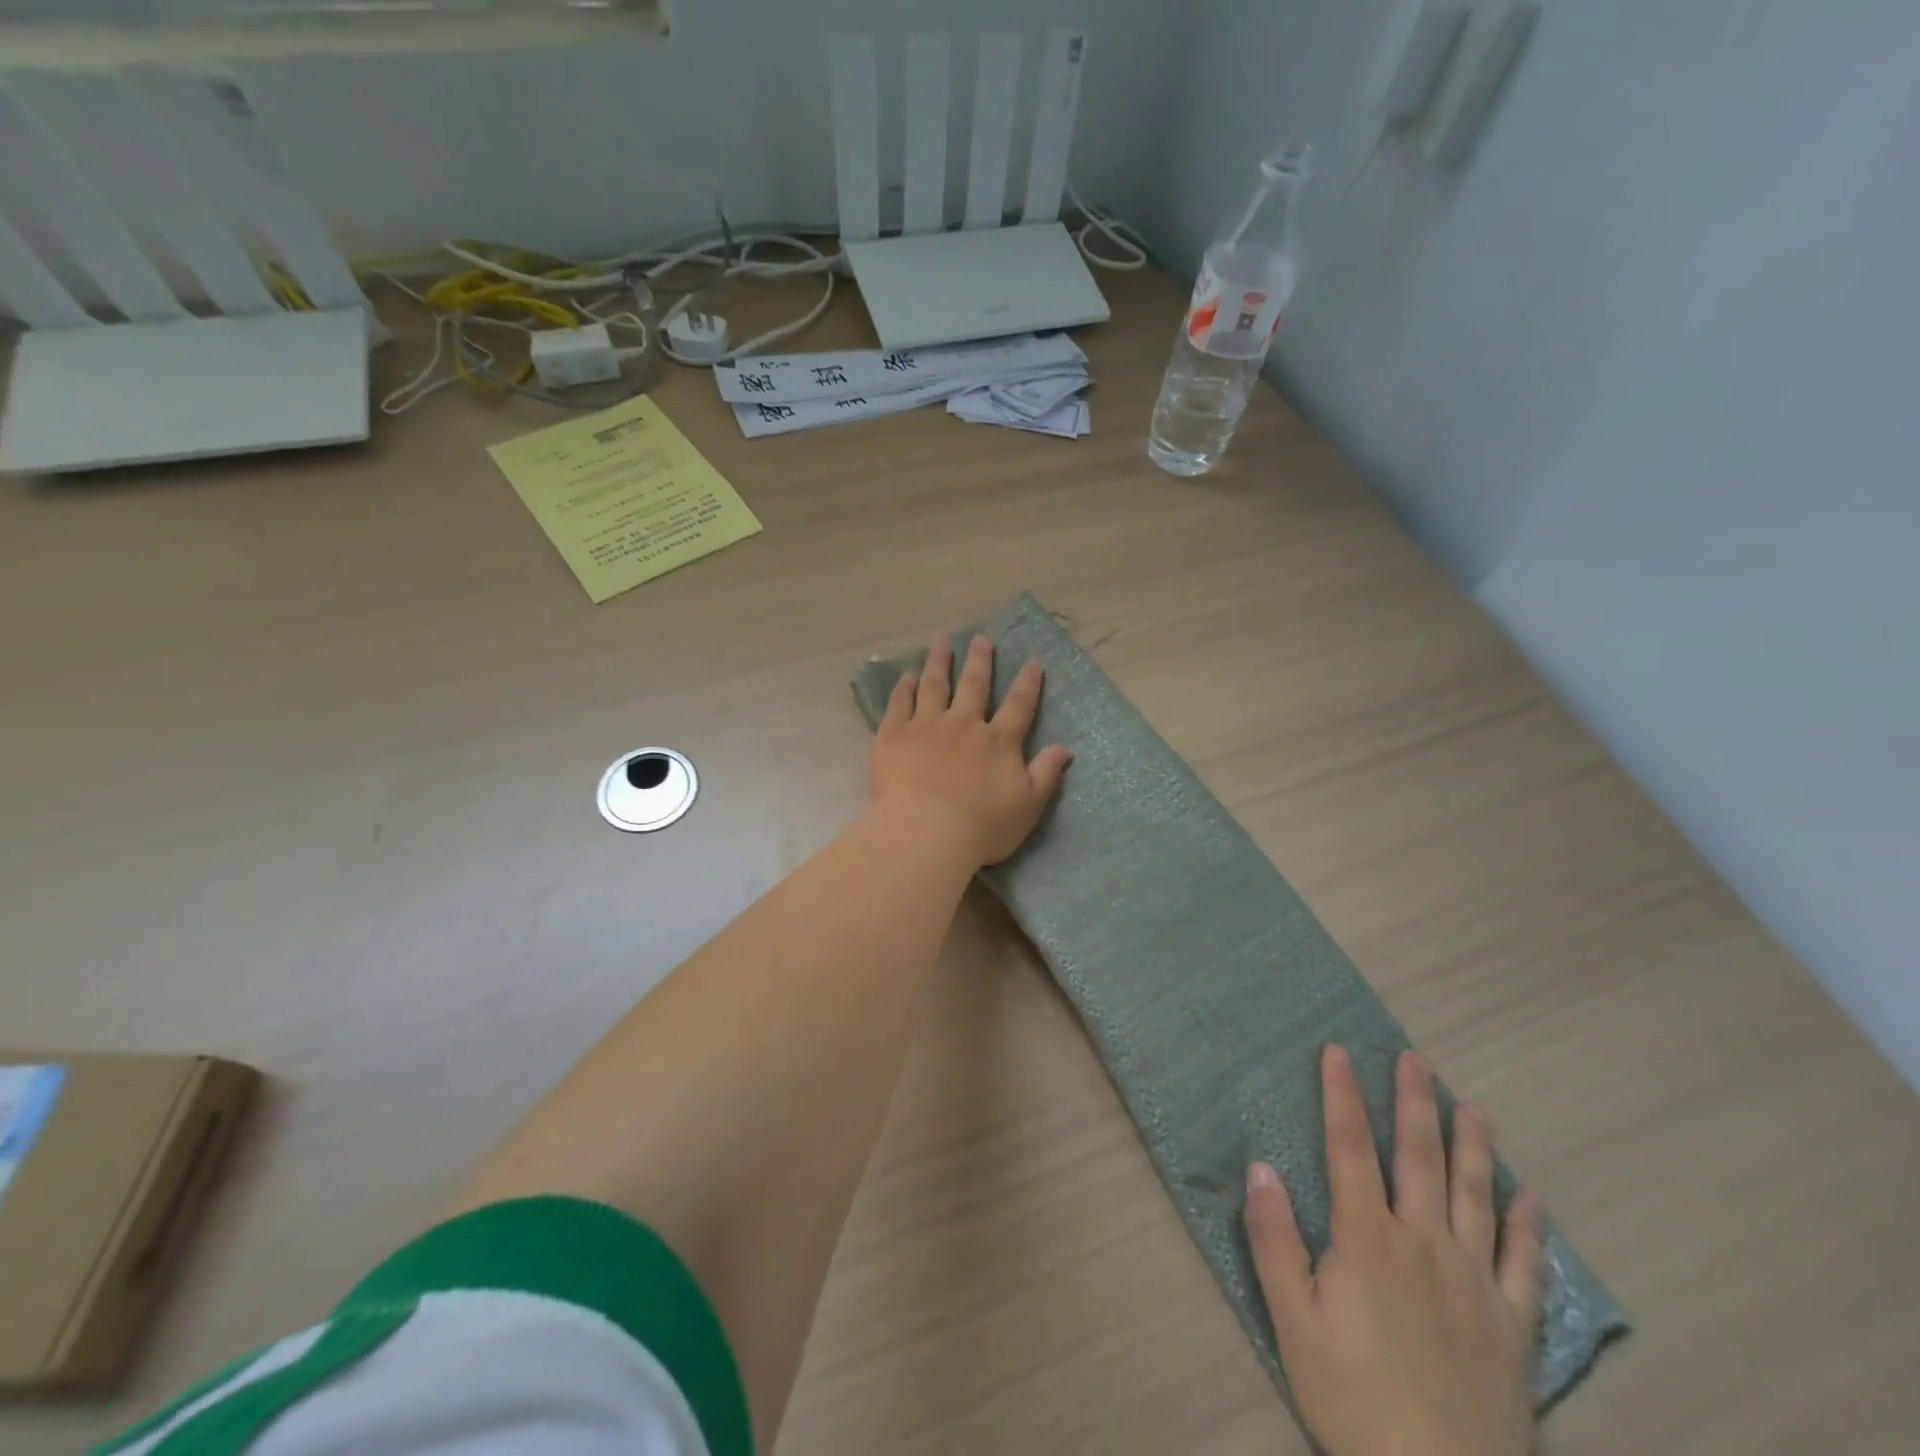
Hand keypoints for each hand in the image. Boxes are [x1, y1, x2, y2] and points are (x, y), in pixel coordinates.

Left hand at [870, 633, 1071, 866]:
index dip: (1028, 683)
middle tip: (981, 638)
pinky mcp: (894, 735)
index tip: (1033, 661)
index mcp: (998, 742)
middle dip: (980, 660)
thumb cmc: (982, 827)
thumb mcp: (1028, 806)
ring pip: (935, 685)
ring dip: (939, 662)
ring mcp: (927, 726)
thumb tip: (1065, 748)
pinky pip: (899, 704)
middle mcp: (964, 725)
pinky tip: (906, 676)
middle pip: (974, 685)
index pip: (1019, 705)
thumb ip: (1045, 774)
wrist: (928, 832)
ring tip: (940, 641)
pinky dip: (904, 688)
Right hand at [1246, 1046, 1543, 1455]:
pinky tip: (1533, 1201)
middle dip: (1414, 1102)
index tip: (1337, 1051)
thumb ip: (1275, 1241)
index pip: (1349, 1148)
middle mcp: (1425, 1244)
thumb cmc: (1354, 1399)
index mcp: (1368, 1238)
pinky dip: (1530, 1229)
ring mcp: (1476, 1282)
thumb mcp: (1294, 1323)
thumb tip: (1261, 1167)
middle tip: (1417, 1058)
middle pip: (1419, 1157)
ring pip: (1475, 1196)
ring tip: (1473, 1106)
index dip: (1341, 1096)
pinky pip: (1526, 1266)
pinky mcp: (1514, 1327)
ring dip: (1474, 1146)